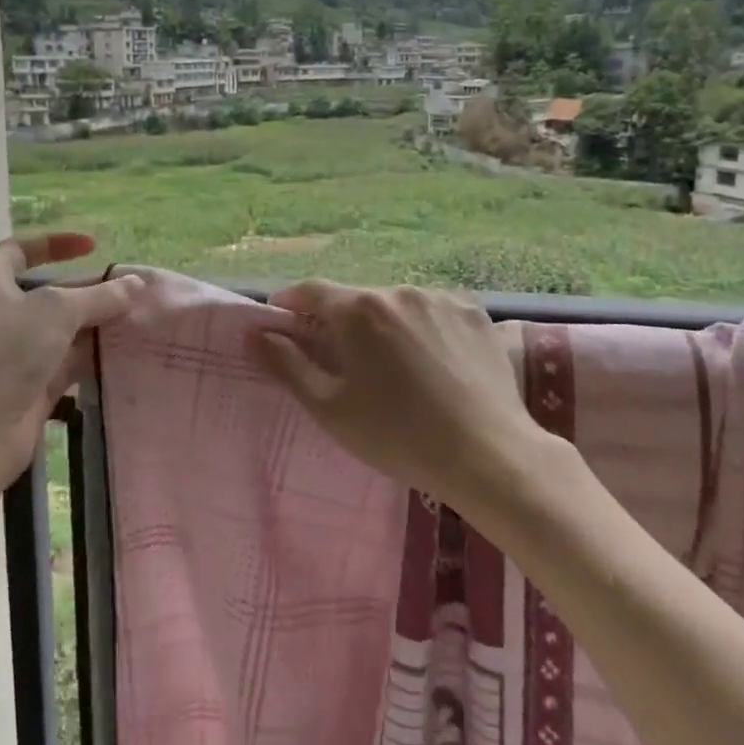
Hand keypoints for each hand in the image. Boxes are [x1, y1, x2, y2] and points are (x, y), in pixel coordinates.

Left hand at [0, 234, 143, 493]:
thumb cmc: (5, 351)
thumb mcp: (57, 311)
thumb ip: (99, 296)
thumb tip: (137, 284)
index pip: (19, 251)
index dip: (54, 244)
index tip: (92, 246)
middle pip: (50, 295)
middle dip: (90, 292)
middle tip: (132, 291)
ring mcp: (14, 355)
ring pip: (62, 332)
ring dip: (96, 327)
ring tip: (140, 320)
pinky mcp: (30, 389)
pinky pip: (67, 366)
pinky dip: (93, 359)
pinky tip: (126, 354)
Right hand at [248, 281, 538, 507]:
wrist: (487, 454)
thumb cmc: (397, 435)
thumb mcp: (329, 407)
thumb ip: (287, 364)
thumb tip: (256, 333)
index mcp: (358, 310)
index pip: (311, 291)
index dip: (291, 303)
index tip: (283, 321)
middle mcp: (398, 290)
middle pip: (356, 299)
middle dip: (342, 322)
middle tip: (344, 362)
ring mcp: (441, 298)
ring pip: (397, 305)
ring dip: (385, 325)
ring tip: (396, 368)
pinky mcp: (475, 312)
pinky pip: (435, 312)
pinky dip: (424, 329)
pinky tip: (434, 363)